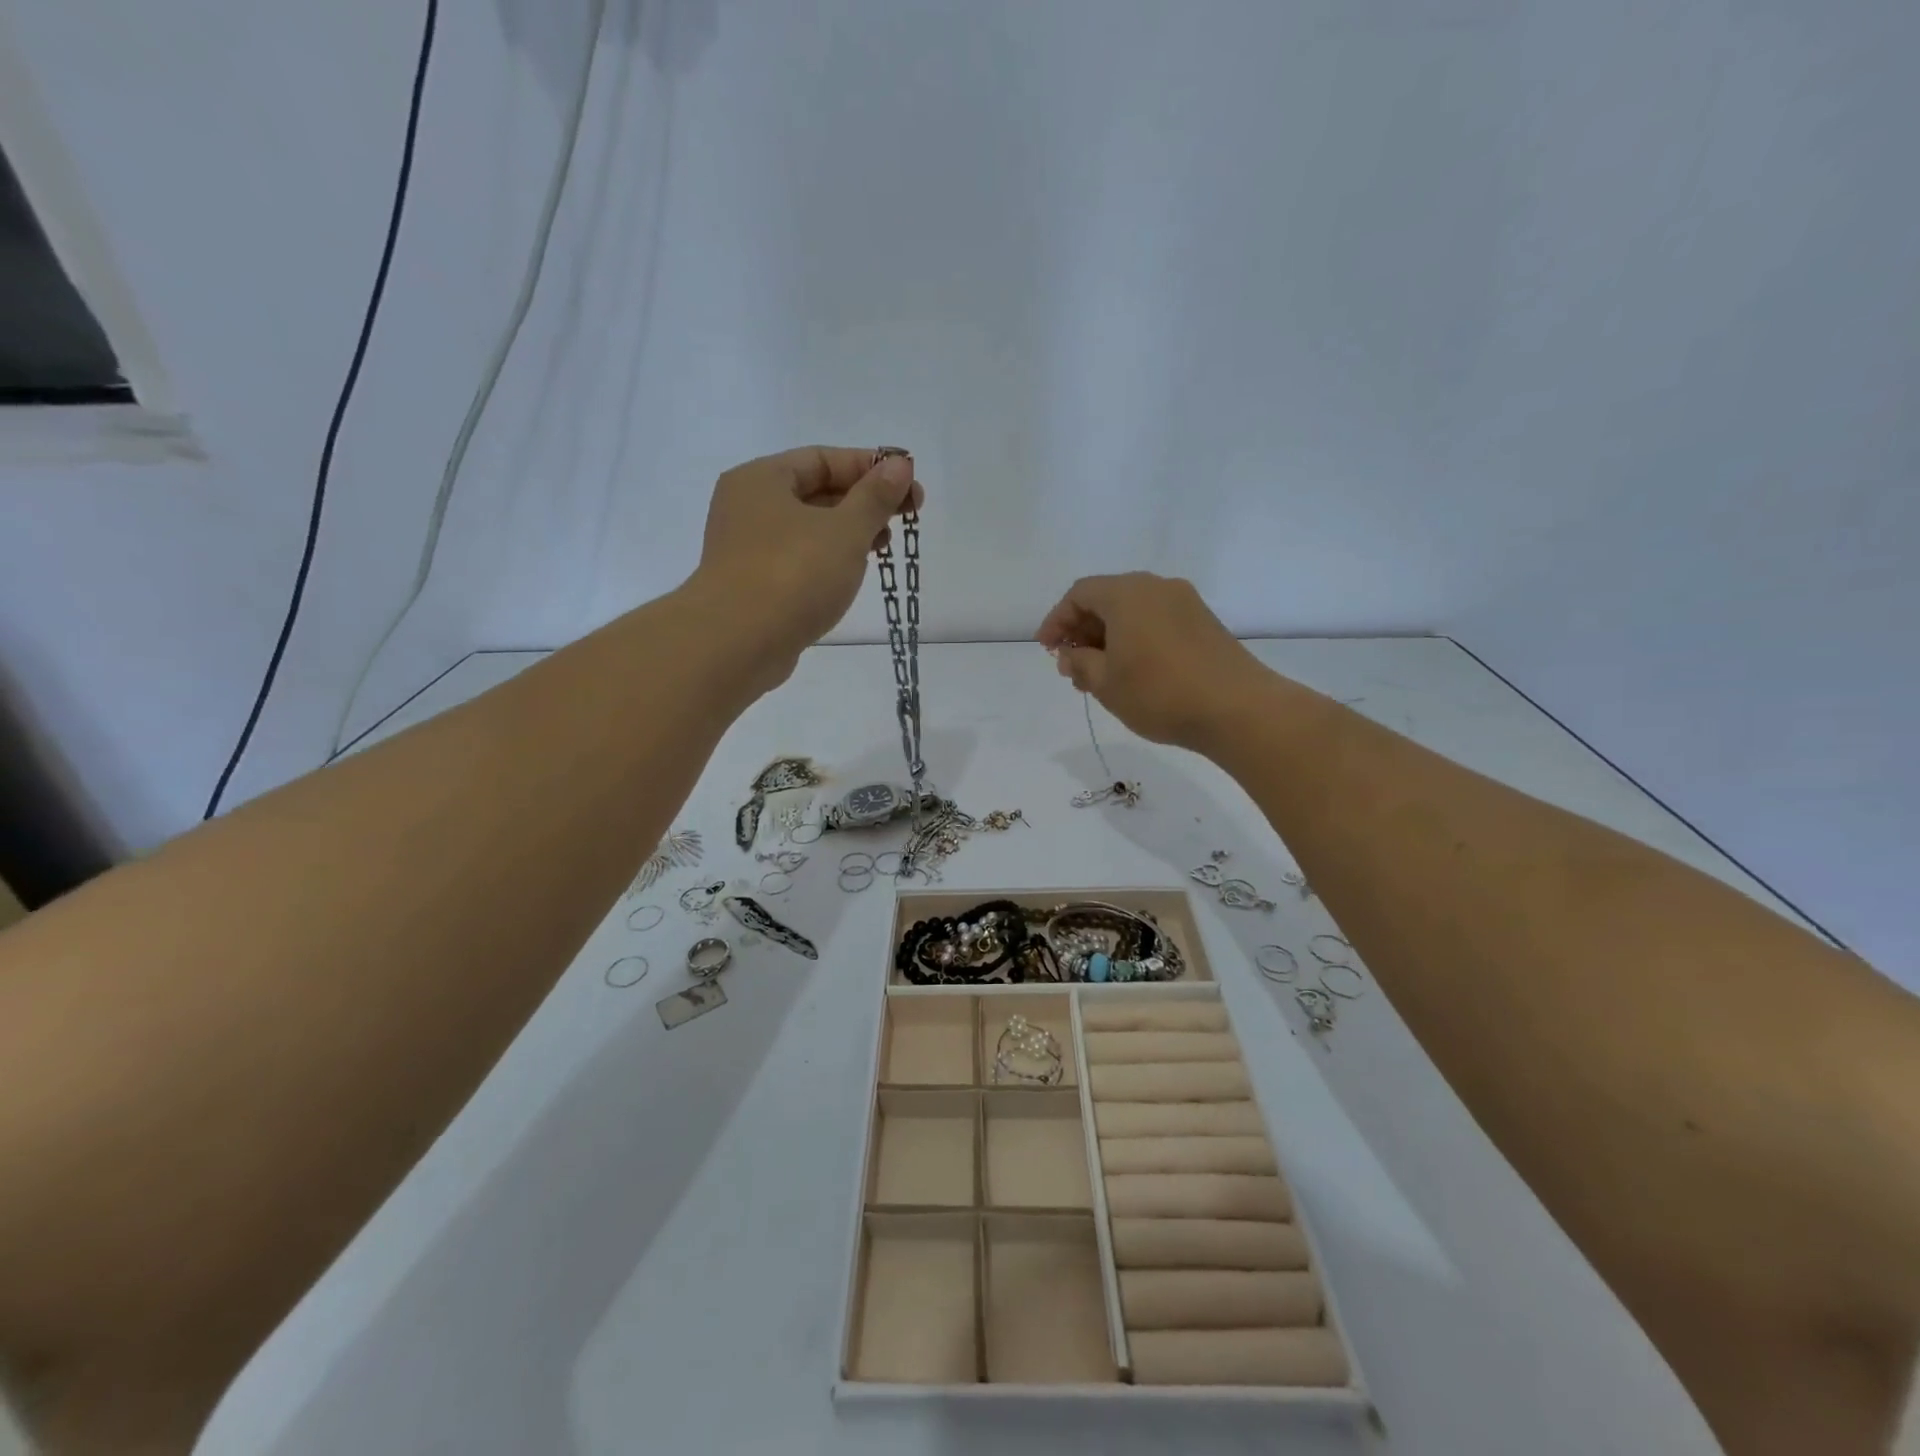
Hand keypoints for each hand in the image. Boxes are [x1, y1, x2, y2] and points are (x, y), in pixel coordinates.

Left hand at [689, 446, 923, 686]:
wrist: (737, 644)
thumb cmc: (793, 575)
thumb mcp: (845, 530)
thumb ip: (875, 497)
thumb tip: (900, 465)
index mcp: (762, 479)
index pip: (823, 458)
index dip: (871, 467)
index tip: (911, 484)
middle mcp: (748, 507)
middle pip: (815, 491)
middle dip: (863, 502)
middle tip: (906, 517)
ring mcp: (747, 548)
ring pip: (808, 529)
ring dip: (849, 533)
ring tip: (884, 546)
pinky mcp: (754, 585)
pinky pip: (799, 560)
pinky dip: (828, 559)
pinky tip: (852, 573)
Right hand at [1036, 573, 1261, 750]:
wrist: (1238, 709)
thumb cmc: (1160, 693)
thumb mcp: (1106, 682)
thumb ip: (1079, 662)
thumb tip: (1070, 653)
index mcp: (1128, 593)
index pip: (1080, 594)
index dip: (1057, 620)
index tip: (1046, 649)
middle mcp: (1157, 587)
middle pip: (1107, 598)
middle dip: (1082, 630)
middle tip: (1071, 666)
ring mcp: (1185, 603)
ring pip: (1133, 612)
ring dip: (1108, 638)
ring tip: (1098, 675)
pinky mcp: (1204, 623)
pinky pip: (1156, 622)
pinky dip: (1135, 640)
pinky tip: (1132, 672)